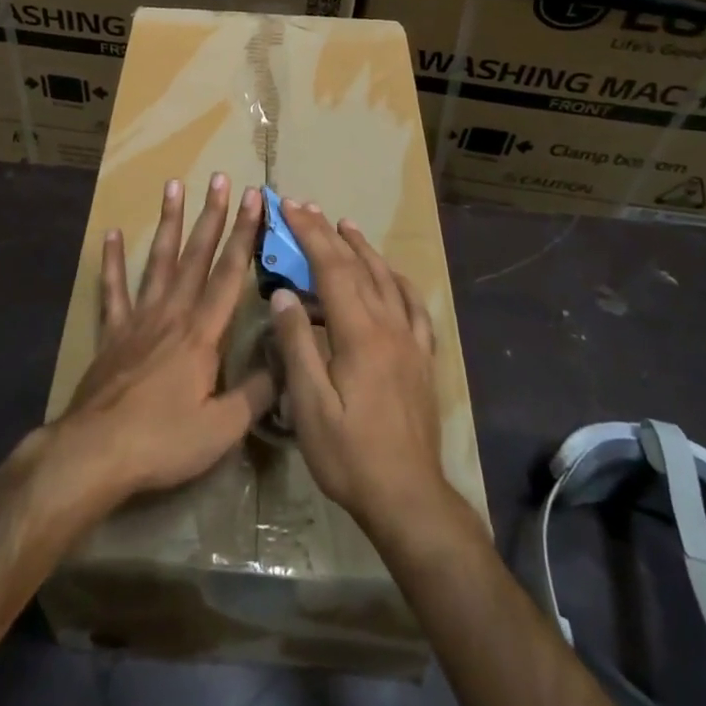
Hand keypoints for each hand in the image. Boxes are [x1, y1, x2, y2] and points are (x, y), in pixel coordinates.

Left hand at [51, 175, 274, 509]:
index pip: (229, 273)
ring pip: (159, 260)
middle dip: (211, 215)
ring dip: (169, 222)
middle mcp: (173, 313)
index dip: (245, 233)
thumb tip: (286, 359)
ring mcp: (139, 318)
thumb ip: (258, 393)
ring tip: (173, 185)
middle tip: (219, 177)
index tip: (255, 197)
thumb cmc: (163, 440)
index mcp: (202, 332)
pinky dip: (113, 262)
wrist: (96, 452)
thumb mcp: (222, 428)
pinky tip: (112, 234)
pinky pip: (113, 290)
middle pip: (196, 255)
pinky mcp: (112, 332)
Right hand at [267, 200, 452, 536]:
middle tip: (306, 207)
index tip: (289, 208)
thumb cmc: (351, 456)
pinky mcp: (422, 359)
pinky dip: (398, 281)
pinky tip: (392, 275)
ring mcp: (410, 341)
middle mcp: (388, 326)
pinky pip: (413, 306)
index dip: (309, 234)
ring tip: (345, 225)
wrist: (409, 498)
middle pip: (357, 267)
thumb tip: (283, 294)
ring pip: (387, 279)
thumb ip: (298, 345)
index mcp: (359, 334)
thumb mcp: (310, 406)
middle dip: (328, 233)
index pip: (331, 269)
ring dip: (363, 249)